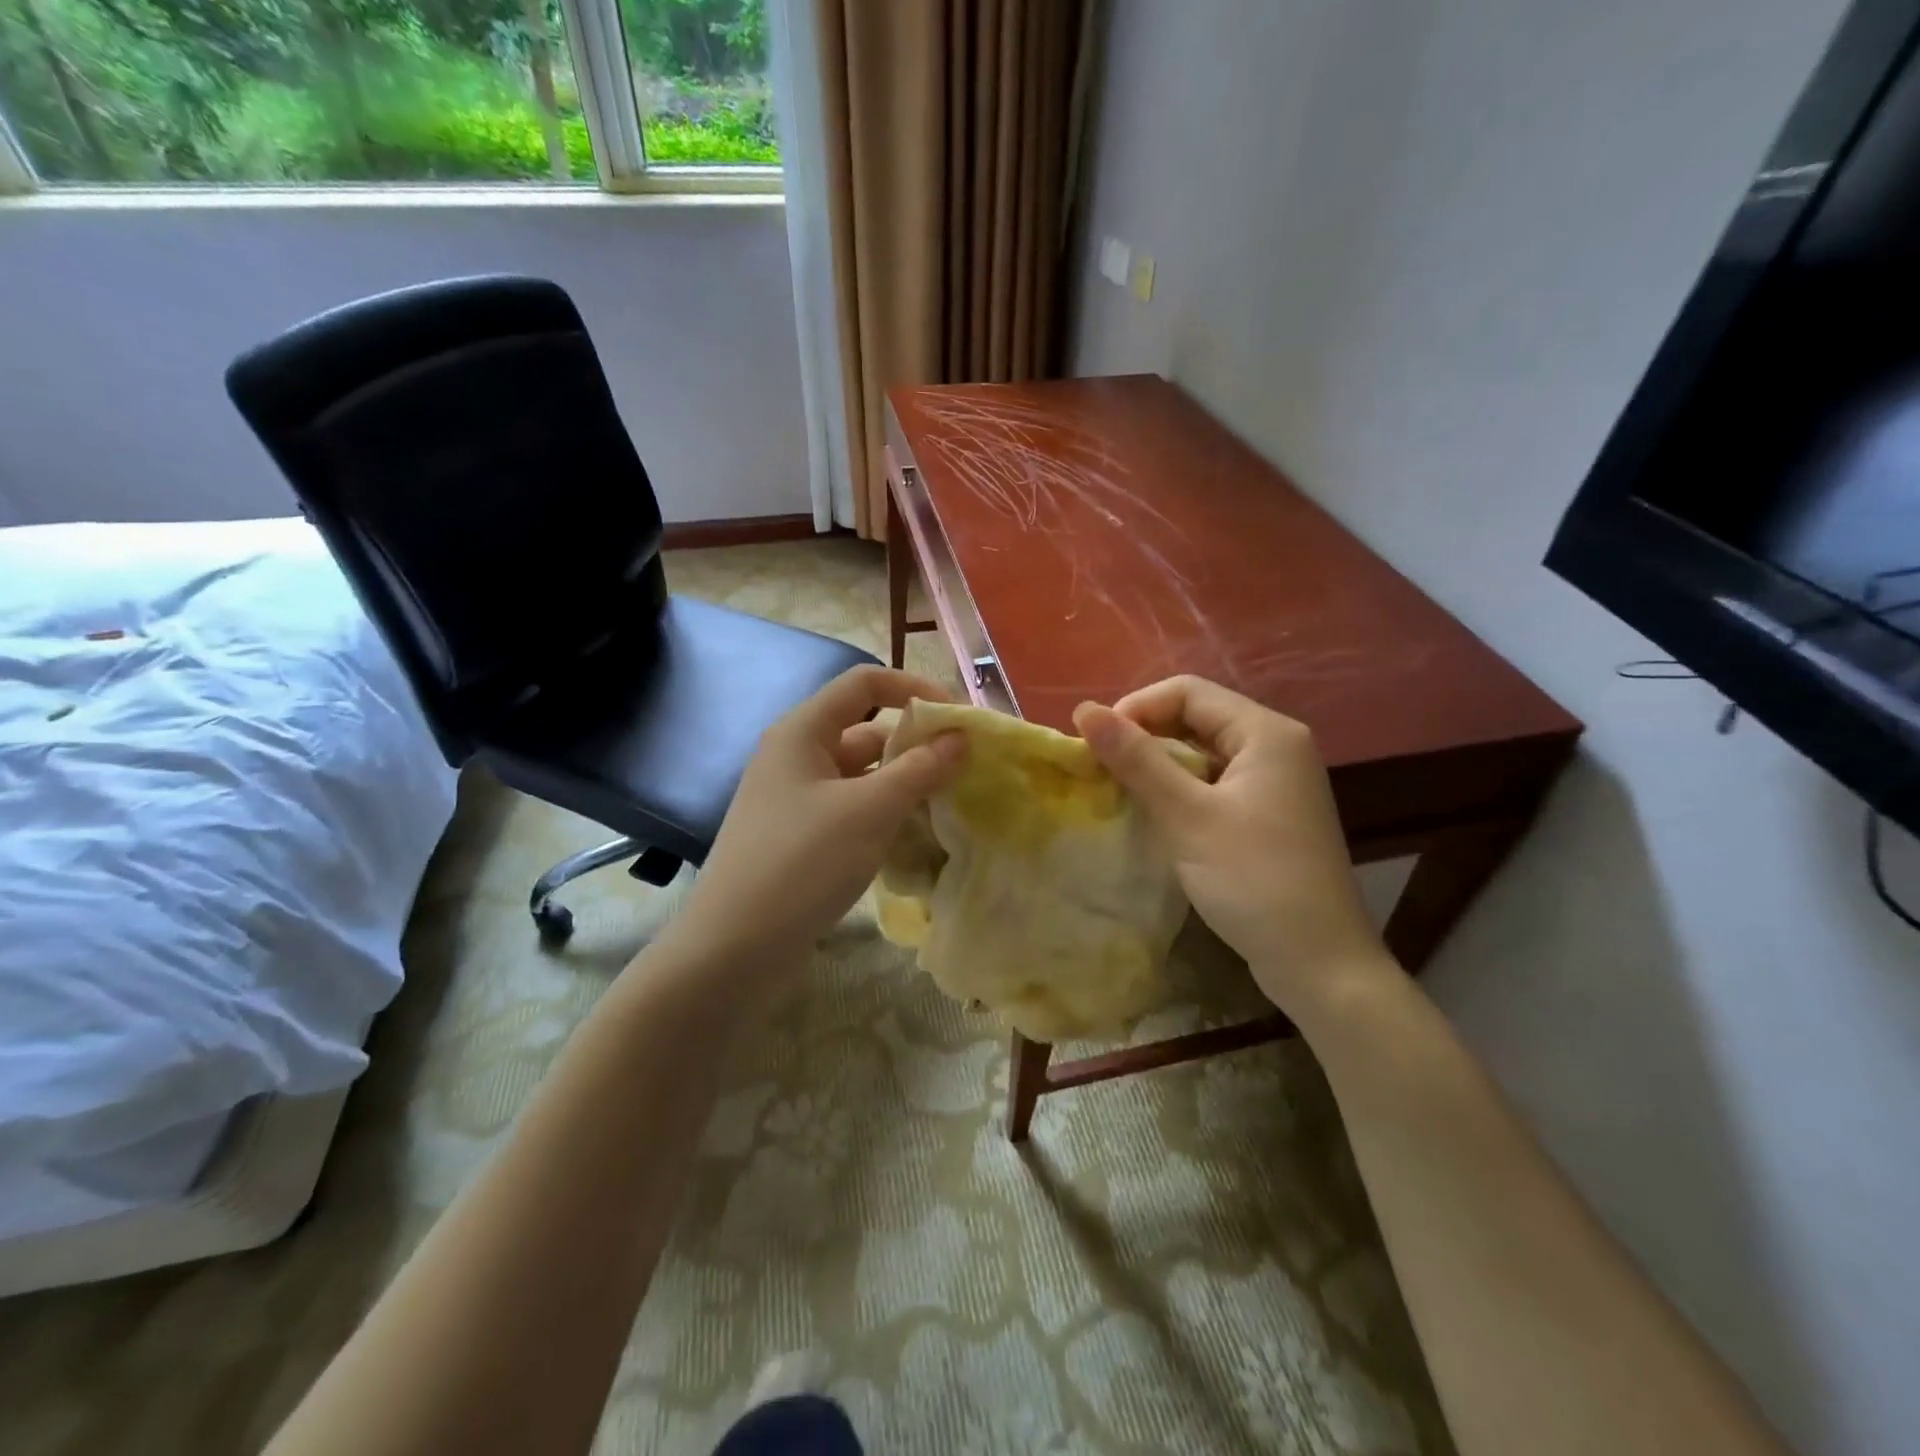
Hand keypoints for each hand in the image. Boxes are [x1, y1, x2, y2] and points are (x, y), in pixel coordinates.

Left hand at [667, 665, 966, 975]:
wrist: (734, 949)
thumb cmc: (802, 863)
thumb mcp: (869, 811)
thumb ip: (920, 769)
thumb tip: (961, 737)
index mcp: (803, 731)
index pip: (865, 683)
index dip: (914, 688)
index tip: (958, 718)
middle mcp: (797, 756)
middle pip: (867, 730)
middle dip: (916, 744)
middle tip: (966, 768)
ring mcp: (796, 800)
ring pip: (863, 776)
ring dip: (905, 784)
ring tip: (951, 804)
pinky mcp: (801, 838)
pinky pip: (853, 810)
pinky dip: (885, 816)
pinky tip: (916, 838)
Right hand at [1074, 676, 1396, 1023]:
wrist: (1320, 964)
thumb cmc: (1254, 880)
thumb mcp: (1187, 815)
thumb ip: (1136, 759)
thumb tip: (1084, 710)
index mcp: (1266, 732)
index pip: (1188, 692)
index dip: (1136, 708)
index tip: (1097, 745)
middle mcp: (1277, 746)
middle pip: (1197, 717)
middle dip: (1145, 736)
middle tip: (1103, 769)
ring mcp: (1276, 783)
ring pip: (1204, 752)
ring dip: (1159, 765)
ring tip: (1121, 790)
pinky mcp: (1269, 815)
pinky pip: (1215, 782)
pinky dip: (1181, 789)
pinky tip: (1157, 814)